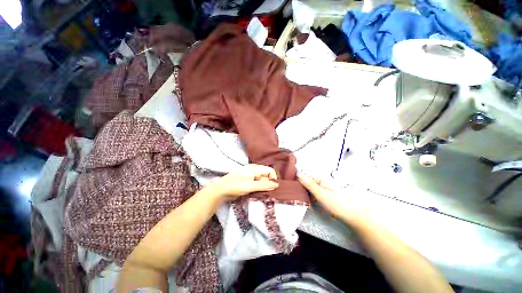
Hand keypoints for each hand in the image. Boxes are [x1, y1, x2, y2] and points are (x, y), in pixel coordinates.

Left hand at [207, 164, 278, 200]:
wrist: (220, 191)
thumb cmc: (234, 186)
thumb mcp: (249, 186)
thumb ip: (263, 185)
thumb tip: (276, 185)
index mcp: (254, 168)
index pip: (269, 170)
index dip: (273, 178)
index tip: (273, 188)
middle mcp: (254, 170)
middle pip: (266, 175)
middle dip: (268, 183)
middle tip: (265, 192)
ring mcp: (251, 175)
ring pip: (262, 179)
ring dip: (264, 186)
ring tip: (260, 193)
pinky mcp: (248, 180)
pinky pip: (258, 182)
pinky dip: (259, 187)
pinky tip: (257, 193)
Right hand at [298, 173, 366, 223]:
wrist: (351, 215)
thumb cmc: (336, 203)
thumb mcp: (321, 194)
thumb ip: (309, 184)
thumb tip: (298, 174)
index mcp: (320, 177)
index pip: (305, 175)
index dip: (297, 180)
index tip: (290, 186)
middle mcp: (320, 180)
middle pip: (306, 181)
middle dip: (299, 186)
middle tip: (293, 193)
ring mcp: (321, 187)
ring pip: (308, 187)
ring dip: (303, 192)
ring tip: (297, 197)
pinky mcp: (322, 194)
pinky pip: (312, 192)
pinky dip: (308, 196)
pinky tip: (305, 200)